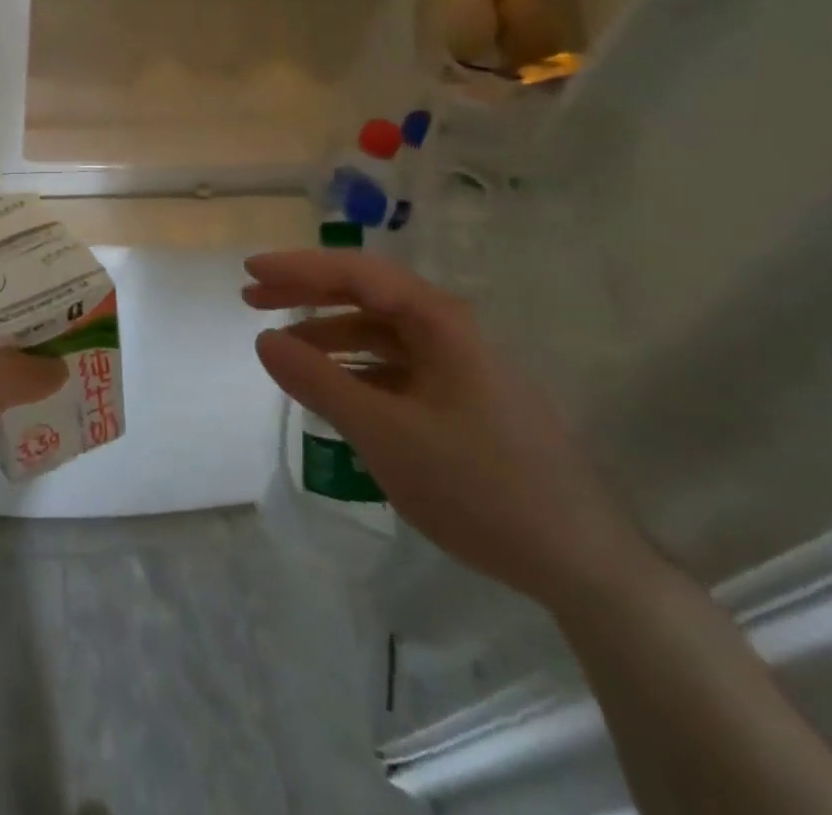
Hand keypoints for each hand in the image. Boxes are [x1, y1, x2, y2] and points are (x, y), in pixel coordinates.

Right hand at [247, 250, 655, 611]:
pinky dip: (355, 369)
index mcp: (439, 321)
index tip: (250, 272)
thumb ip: (318, 382)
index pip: (355, 273)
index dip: (298, 268)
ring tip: (283, 348)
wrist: (581, 562)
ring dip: (328, 333)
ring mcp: (459, 365)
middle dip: (306, 294)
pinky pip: (395, 367)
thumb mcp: (384, 434)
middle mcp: (449, 330)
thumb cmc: (479, 486)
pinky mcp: (463, 399)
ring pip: (379, 332)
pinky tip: (332, 388)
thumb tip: (264, 339)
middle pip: (366, 294)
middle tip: (252, 300)